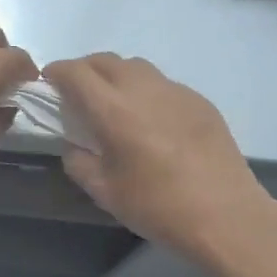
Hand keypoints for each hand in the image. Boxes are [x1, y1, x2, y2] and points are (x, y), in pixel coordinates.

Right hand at [45, 53, 271, 260]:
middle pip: (105, 60)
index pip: (75, 72)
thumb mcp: (105, 192)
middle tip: (78, 95)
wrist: (227, 215)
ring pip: (136, 67)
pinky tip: (152, 121)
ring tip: (115, 104)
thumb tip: (74, 143)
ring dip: (116, 76)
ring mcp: (176, 91)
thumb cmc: (158, 207)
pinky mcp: (199, 101)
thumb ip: (78, 161)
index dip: (56, 72)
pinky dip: (146, 91)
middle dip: (84, 70)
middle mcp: (143, 89)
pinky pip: (163, 84)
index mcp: (114, 110)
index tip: (49, 84)